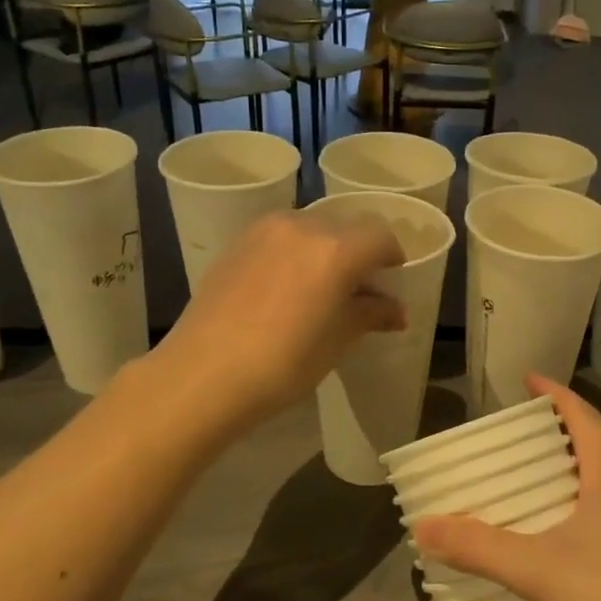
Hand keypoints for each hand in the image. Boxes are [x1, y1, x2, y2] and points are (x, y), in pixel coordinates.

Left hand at [143, 210, 405, 442]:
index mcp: (336, 249)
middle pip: (345, 227)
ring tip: (318, 289)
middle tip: (356, 289)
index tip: (391, 280)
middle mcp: (303, 226)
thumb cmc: (284, 363)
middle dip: (358, 253)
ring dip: (324, 250)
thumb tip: (396, 311)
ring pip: (310, 229)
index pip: (380, 236)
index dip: (392, 257)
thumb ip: (371, 315)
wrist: (204, 374)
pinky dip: (293, 252)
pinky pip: (280, 237)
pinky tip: (284, 289)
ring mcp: (264, 231)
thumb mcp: (338, 341)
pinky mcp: (237, 243)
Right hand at [412, 375, 600, 600]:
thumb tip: (423, 525)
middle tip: (515, 447)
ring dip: (568, 486)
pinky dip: (579, 525)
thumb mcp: (539, 571)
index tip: (529, 380)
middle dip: (555, 442)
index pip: (583, 418)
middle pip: (593, 453)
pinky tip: (561, 555)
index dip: (555, 394)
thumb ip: (480, 548)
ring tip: (530, 499)